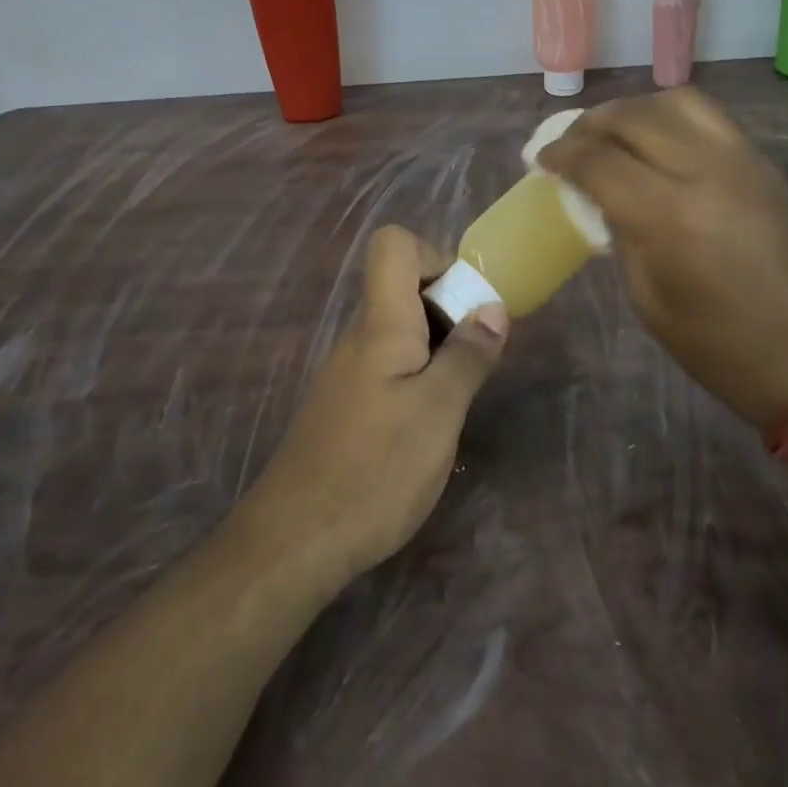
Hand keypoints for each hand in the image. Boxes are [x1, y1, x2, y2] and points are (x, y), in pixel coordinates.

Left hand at [244, 225, 508, 581]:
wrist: (295, 541)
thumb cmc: (376, 468)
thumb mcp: (439, 411)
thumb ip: (467, 355)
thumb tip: (492, 307)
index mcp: (381, 323)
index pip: (393, 245)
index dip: (434, 256)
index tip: (465, 302)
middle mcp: (359, 336)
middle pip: (402, 287)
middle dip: (448, 309)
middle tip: (476, 358)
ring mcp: (347, 372)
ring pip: (398, 331)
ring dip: (437, 349)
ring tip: (458, 398)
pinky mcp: (344, 405)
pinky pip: (387, 367)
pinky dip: (416, 378)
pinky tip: (427, 428)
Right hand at [538, 87, 787, 429]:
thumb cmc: (724, 350)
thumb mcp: (650, 301)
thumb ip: (623, 237)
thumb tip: (604, 199)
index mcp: (670, 216)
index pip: (599, 160)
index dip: (561, 154)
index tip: (541, 160)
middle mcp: (707, 171)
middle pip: (634, 116)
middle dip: (590, 124)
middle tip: (570, 144)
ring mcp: (743, 161)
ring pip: (677, 102)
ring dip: (634, 110)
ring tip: (614, 134)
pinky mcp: (766, 164)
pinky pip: (710, 117)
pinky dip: (672, 117)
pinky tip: (659, 142)